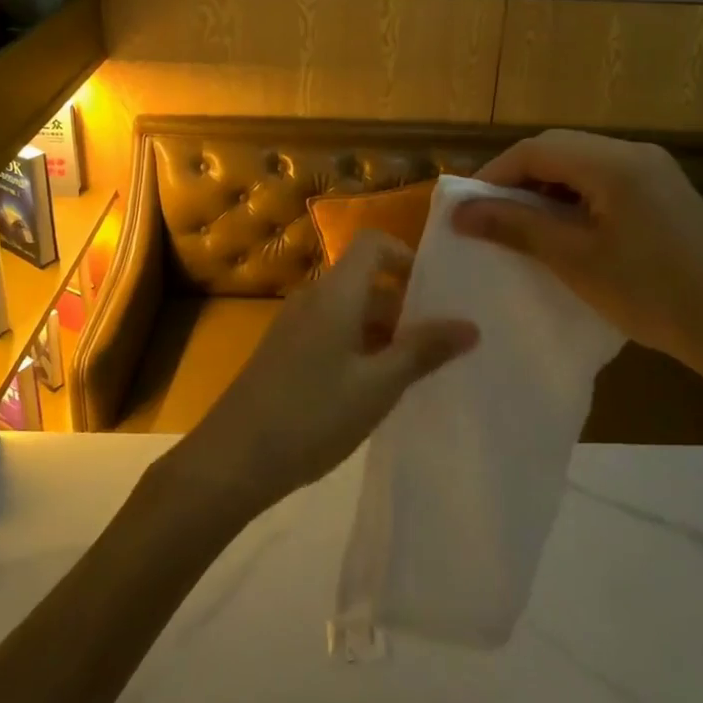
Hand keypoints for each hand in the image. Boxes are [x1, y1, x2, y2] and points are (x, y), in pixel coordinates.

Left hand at [160, 232, 477, 516]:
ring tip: (416, 373)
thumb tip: (470, 324)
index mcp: (335, 293)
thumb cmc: (312, 415)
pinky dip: (360, 348)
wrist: (232, 459)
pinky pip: (332, 332)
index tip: (436, 295)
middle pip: (365, 280)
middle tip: (442, 345)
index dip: (406, 257)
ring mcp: (295, 325)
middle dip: (405, 306)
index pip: (373, 243)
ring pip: (350, 311)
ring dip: (384, 332)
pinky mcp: (285, 352)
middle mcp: (313, 298)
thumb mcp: (378, 386)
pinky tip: (375, 390)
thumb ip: (423, 351)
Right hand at [451, 129, 702, 384]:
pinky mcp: (667, 192)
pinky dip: (575, 198)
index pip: (536, 149)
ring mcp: (657, 171)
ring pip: (582, 164)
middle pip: (559, 149)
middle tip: (490, 217)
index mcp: (613, 162)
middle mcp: (636, 153)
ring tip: (523, 227)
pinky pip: (606, 180)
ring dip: (546, 188)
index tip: (467, 208)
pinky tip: (568, 231)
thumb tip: (460, 213)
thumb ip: (515, 227)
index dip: (494, 174)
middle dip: (518, 179)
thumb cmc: (652, 294)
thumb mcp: (575, 260)